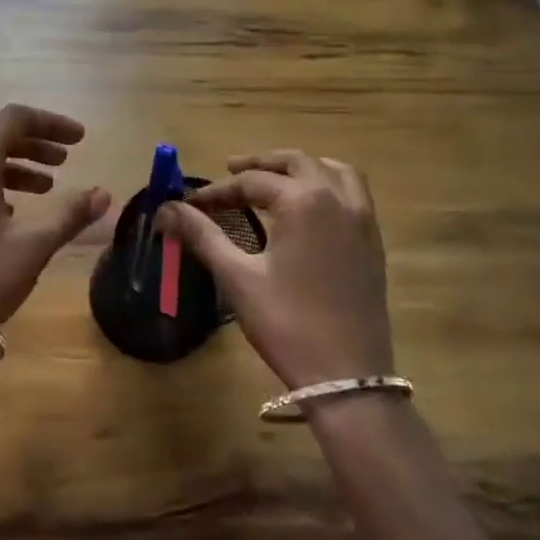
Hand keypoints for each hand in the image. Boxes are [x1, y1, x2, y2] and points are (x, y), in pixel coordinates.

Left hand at [0, 104, 109, 330]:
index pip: (14, 118)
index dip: (51, 123)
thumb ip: (70, 213)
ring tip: (47, 187)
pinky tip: (11, 210)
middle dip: (34, 143)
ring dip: (14, 164)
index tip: (80, 139)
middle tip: (66, 160)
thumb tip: (103, 194)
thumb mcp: (33, 244)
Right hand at [158, 150, 392, 387]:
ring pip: (333, 170)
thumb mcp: (237, 277)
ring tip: (276, 177)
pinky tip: (311, 205)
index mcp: (303, 202)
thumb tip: (166, 209)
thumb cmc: (287, 323)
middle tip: (230, 170)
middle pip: (296, 162)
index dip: (218, 191)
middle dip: (260, 164)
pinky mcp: (373, 242)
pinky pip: (355, 193)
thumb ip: (202, 235)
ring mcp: (362, 220)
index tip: (192, 203)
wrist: (347, 377)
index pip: (252, 182)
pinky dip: (330, 183)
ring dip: (301, 166)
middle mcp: (337, 199)